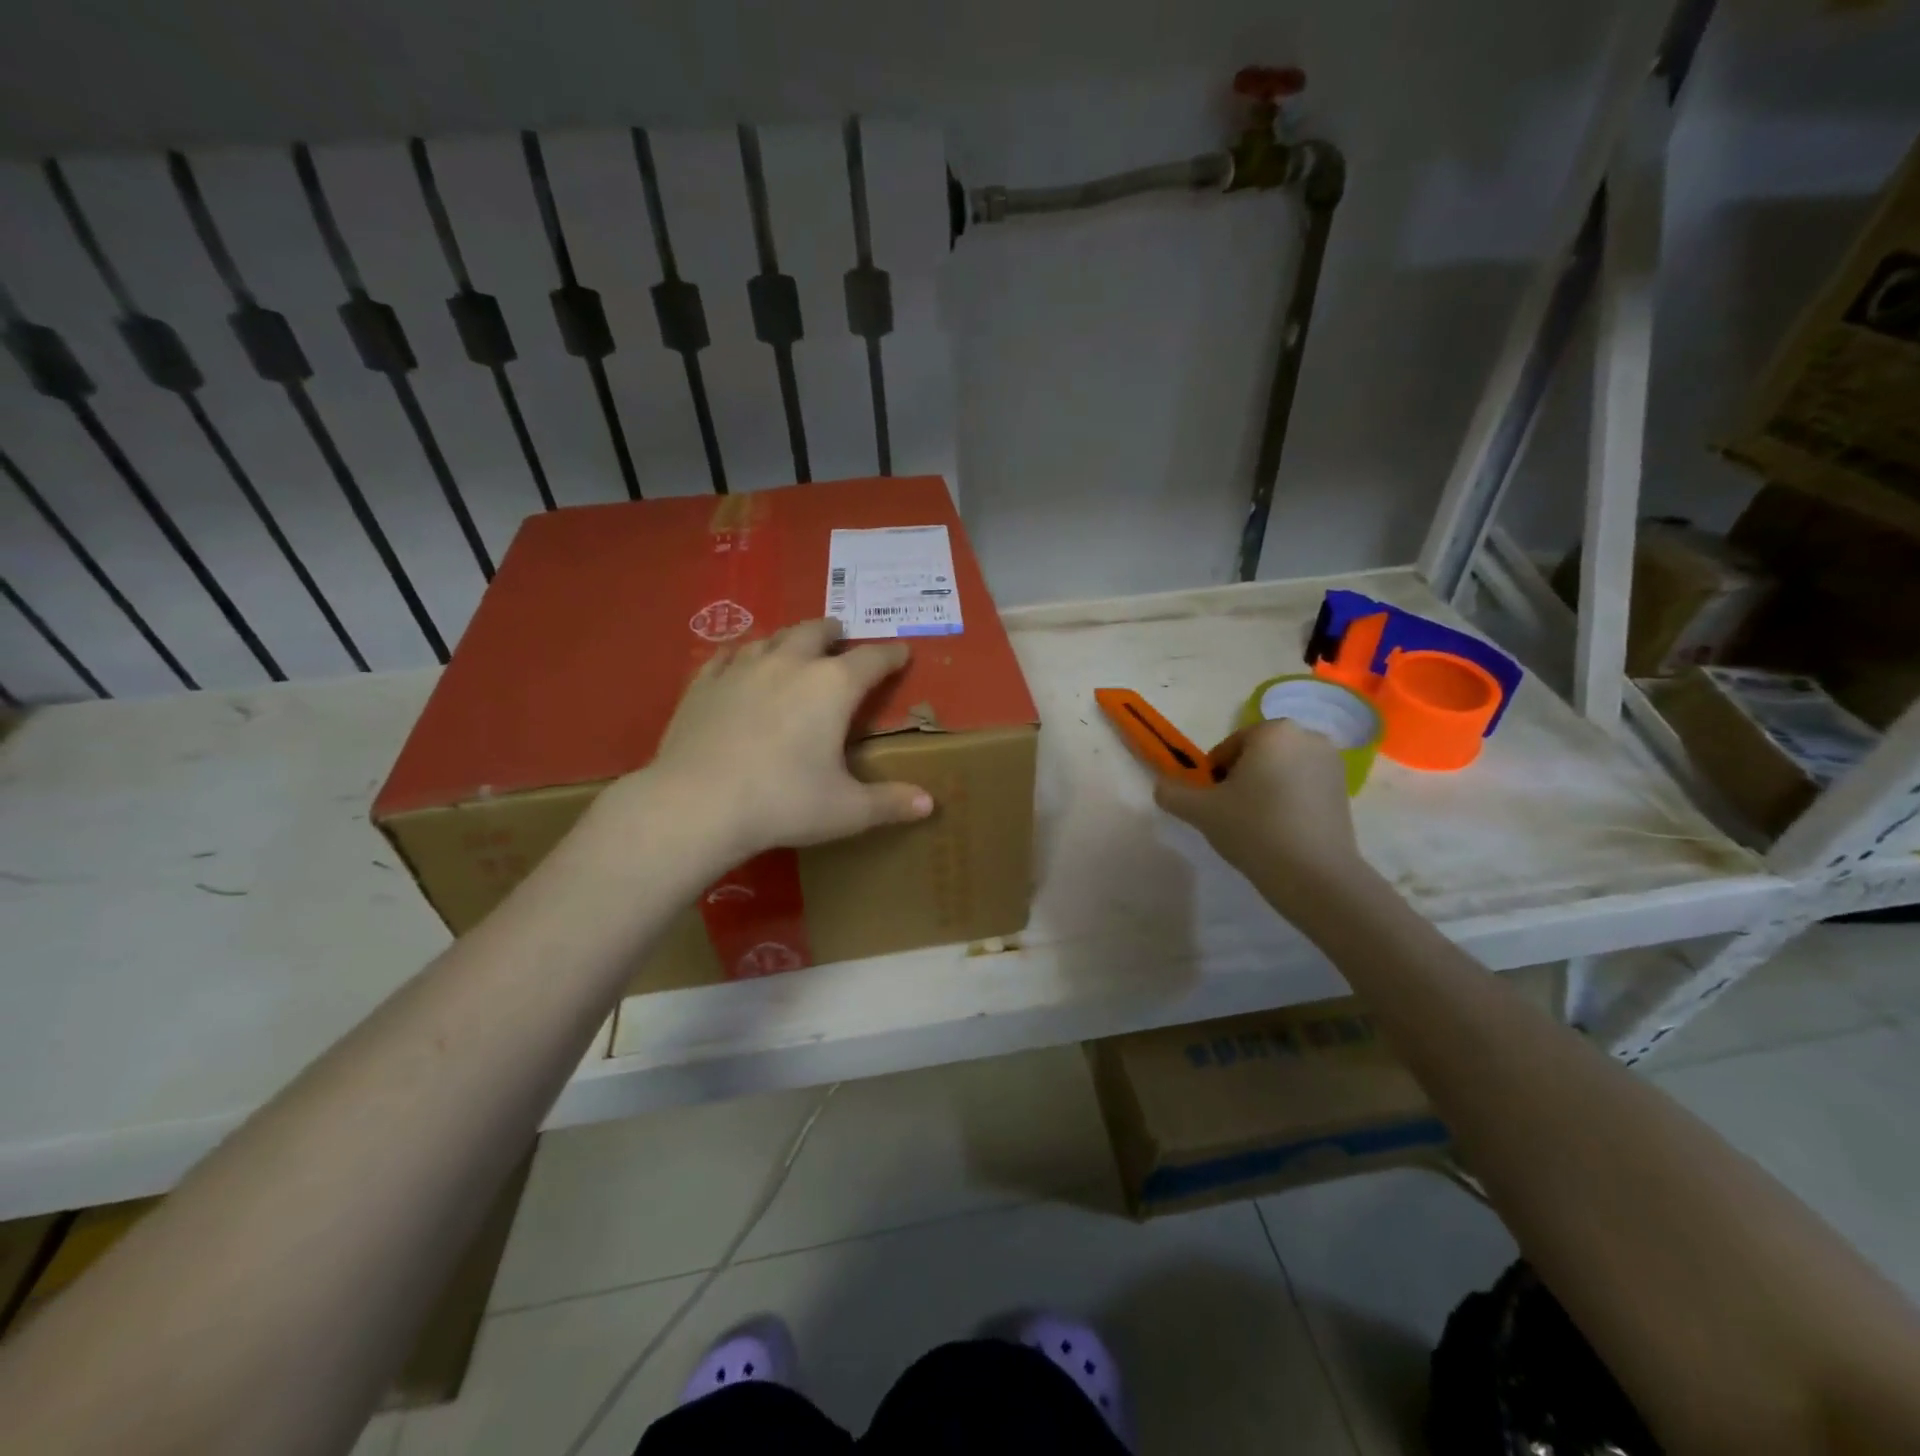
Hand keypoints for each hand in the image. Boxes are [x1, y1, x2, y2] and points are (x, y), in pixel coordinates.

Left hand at [632, 618, 932, 865]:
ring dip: (790, 638)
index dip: (891, 655)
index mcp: (832, 686)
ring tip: (794, 646)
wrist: (697, 804)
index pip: (872, 659)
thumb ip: (890, 803)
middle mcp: (790, 664)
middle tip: (840, 636)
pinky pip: (728, 655)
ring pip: (772, 637)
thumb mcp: (846, 810)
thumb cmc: (784, 803)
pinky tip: (740, 662)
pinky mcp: (704, 682)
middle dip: (833, 632)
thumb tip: (930, 803)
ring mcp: (742, 668)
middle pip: (816, 632)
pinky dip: (743, 654)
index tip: (902, 652)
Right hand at [1154, 719, 1365, 920]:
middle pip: (1257, 756)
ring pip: (1281, 772)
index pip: (1229, 747)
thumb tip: (1162, 787)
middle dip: (1241, 780)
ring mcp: (1332, 764)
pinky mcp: (1345, 792)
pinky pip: (1303, 789)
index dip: (1214, 776)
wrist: (1314, 875)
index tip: (1212, 804)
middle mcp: (1308, 737)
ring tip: (1256, 826)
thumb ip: (1173, 792)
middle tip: (1231, 815)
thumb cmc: (1254, 828)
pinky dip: (1288, 803)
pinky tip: (1281, 833)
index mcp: (1273, 731)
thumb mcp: (1200, 810)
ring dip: (1265, 791)